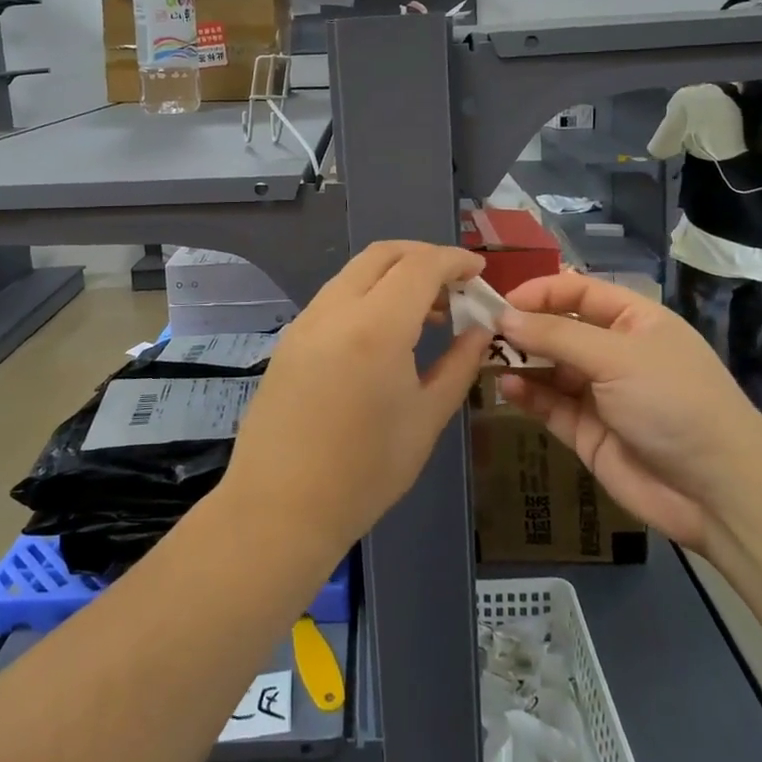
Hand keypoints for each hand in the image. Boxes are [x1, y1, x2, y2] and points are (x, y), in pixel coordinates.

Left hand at [222, 241, 491, 556]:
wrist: (280, 508)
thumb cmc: (365, 471)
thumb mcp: (426, 419)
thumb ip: (459, 365)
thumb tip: (481, 331)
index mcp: (376, 326)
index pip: (421, 265)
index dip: (454, 260)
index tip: (479, 272)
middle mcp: (336, 309)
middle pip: (383, 254)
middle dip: (424, 256)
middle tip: (454, 285)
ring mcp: (306, 321)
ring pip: (355, 272)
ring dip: (394, 275)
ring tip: (426, 312)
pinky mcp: (290, 338)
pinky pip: (335, 296)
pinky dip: (368, 294)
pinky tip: (385, 332)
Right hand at [496, 274, 761, 551]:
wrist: (717, 491)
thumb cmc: (673, 402)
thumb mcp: (616, 357)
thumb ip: (556, 336)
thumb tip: (504, 317)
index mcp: (634, 321)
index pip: (578, 292)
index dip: (541, 292)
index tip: (502, 302)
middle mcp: (615, 352)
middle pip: (559, 329)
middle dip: (523, 328)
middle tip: (481, 331)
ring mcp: (601, 393)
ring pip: (549, 367)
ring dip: (520, 361)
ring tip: (486, 358)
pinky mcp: (587, 431)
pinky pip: (550, 404)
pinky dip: (527, 394)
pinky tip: (507, 388)